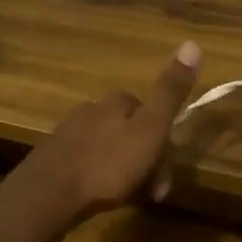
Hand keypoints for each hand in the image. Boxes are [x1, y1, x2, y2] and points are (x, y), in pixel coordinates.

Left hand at [5, 42, 202, 230]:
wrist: (49, 194)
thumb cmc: (108, 164)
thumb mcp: (150, 128)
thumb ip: (170, 92)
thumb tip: (192, 43)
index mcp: (116, 102)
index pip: (148, 111)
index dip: (162, 141)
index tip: (165, 172)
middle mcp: (91, 110)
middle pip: (129, 132)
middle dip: (144, 160)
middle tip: (150, 193)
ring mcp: (69, 134)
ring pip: (109, 149)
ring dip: (123, 172)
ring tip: (126, 198)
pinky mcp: (53, 159)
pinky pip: (87, 164)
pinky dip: (99, 178)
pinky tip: (99, 197)